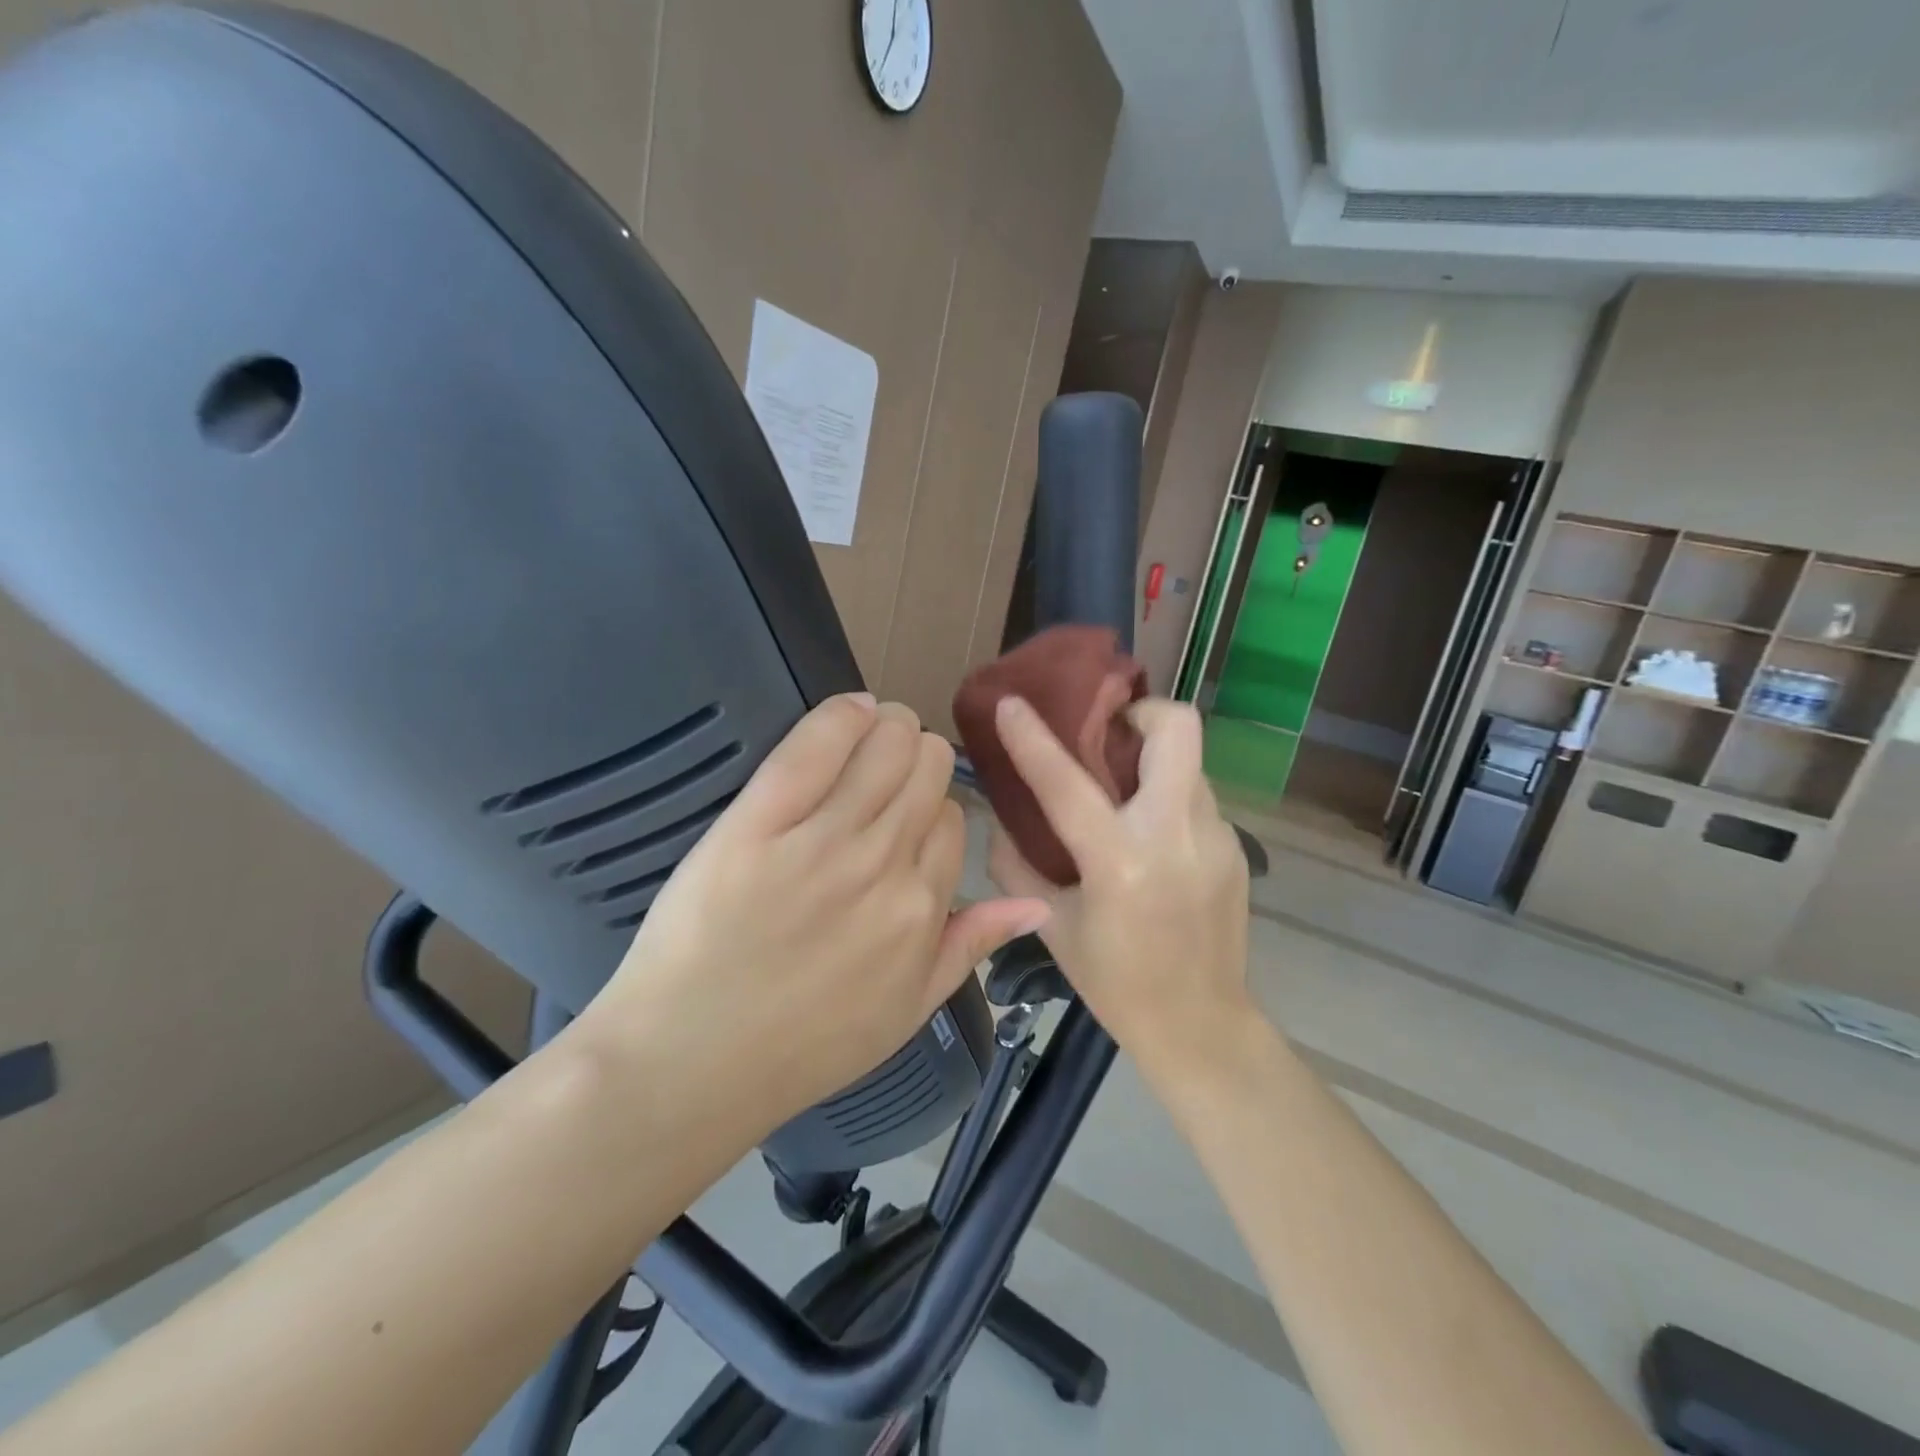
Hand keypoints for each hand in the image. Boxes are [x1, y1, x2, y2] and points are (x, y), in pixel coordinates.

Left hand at [583, 693, 1047, 1136]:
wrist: (690, 1061)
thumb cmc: (802, 1045)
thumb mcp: (908, 1010)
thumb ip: (972, 947)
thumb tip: (1037, 905)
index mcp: (923, 908)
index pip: (952, 818)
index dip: (930, 808)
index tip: (902, 814)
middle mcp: (885, 864)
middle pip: (926, 767)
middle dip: (916, 756)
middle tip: (885, 768)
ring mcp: (823, 839)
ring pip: (887, 743)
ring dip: (887, 727)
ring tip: (867, 734)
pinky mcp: (759, 820)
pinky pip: (818, 742)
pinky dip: (843, 715)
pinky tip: (848, 713)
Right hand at [988, 696, 1251, 1079]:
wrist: (1201, 1026)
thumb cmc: (1116, 983)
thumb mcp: (1052, 926)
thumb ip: (1018, 865)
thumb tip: (1001, 821)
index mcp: (1121, 862)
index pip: (1068, 782)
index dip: (1033, 738)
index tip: (1012, 703)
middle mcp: (1176, 836)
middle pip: (1177, 729)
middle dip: (1139, 712)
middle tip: (1105, 733)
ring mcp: (1216, 838)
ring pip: (1187, 761)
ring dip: (1151, 759)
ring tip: (1122, 788)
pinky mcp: (1235, 847)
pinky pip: (1196, 797)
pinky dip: (1166, 796)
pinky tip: (1149, 835)